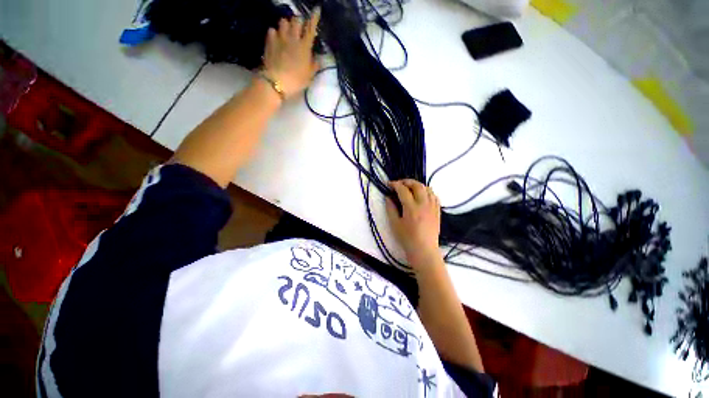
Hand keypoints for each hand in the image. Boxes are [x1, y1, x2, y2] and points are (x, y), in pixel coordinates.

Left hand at [262, 8, 320, 99]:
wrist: (277, 82)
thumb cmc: (296, 80)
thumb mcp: (309, 76)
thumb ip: (314, 65)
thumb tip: (318, 58)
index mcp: (304, 46)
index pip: (311, 28)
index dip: (314, 18)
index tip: (317, 9)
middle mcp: (293, 38)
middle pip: (296, 20)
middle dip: (298, 22)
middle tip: (299, 28)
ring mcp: (280, 38)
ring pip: (283, 21)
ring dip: (286, 25)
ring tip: (287, 31)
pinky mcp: (269, 42)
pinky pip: (272, 30)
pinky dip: (275, 33)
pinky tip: (276, 39)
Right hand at [385, 179, 441, 268]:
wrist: (424, 250)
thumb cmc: (407, 238)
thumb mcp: (395, 224)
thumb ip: (390, 209)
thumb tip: (388, 197)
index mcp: (411, 208)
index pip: (403, 190)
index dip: (395, 184)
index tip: (389, 184)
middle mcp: (423, 204)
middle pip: (417, 185)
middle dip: (407, 181)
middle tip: (399, 184)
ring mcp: (432, 207)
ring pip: (427, 188)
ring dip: (417, 185)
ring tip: (410, 188)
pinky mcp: (437, 211)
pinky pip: (434, 196)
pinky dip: (427, 191)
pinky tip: (422, 195)